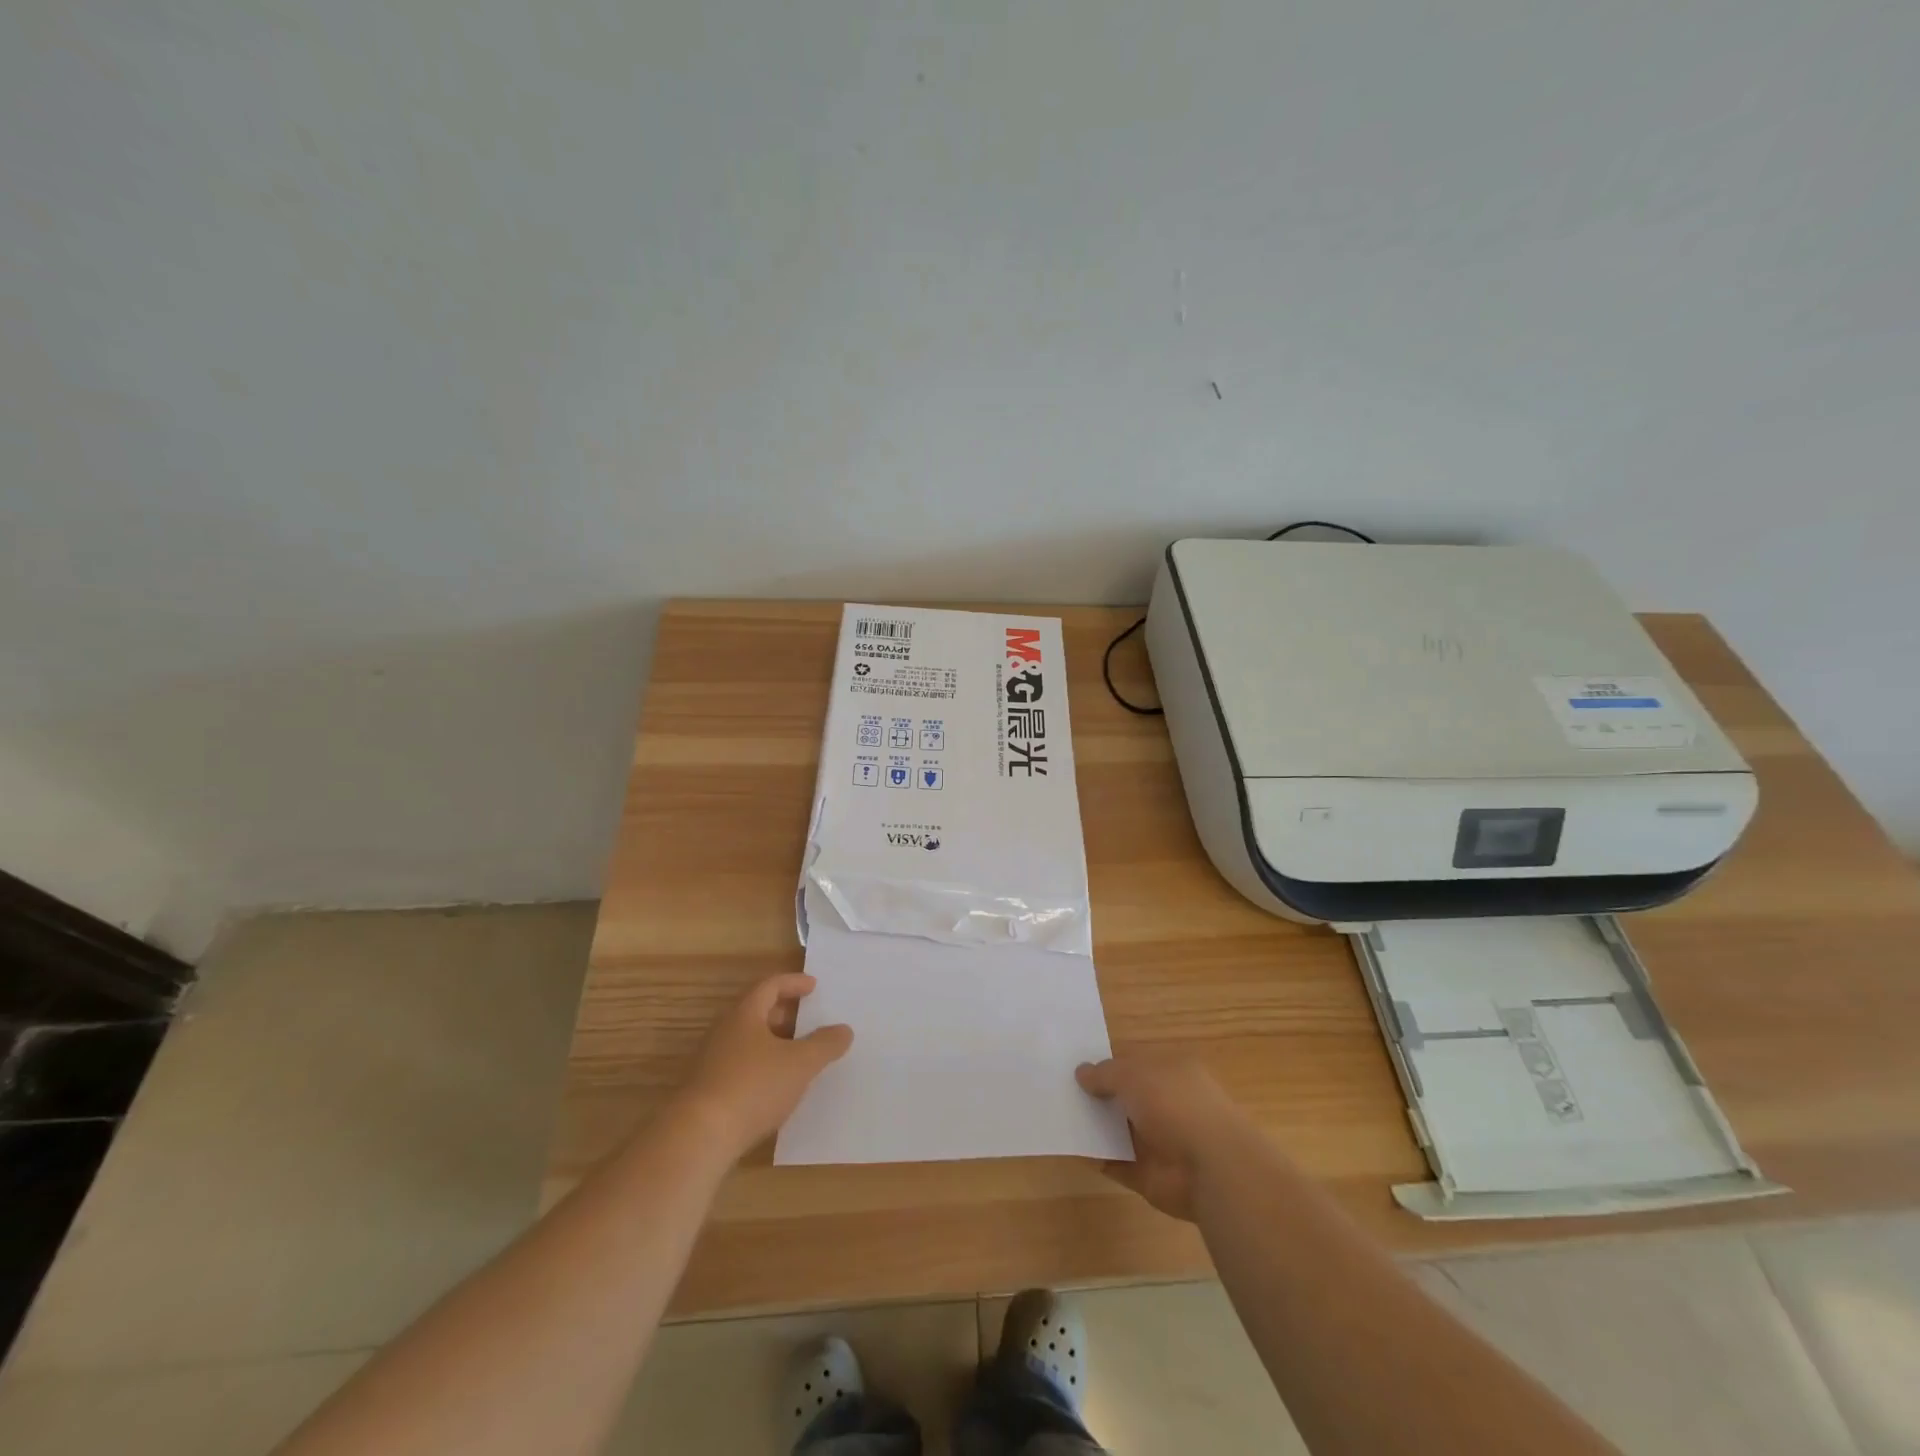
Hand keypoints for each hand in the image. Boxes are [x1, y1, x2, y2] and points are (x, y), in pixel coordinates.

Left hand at [679, 974, 852, 1157]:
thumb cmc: (753, 1087)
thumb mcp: (800, 1064)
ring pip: (747, 1041)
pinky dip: (761, 1067)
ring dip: (772, 1043)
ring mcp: (711, 1062)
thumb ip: (825, 1044)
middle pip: (756, 1012)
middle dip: (783, 1013)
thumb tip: (844, 1030)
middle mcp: (724, 1031)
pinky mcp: (706, 1091)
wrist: (698, 1137)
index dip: (793, 983)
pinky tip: (776, 1088)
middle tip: (808, 1019)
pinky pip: (739, 1067)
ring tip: (797, 1055)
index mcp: (745, 1014)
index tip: (813, 986)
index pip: (769, 986)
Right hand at [1076, 1054, 1248, 1221]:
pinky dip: (1099, 1158)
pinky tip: (1074, 1149)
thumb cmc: (1175, 1105)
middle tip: (1062, 1092)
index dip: (1108, 1065)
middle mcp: (1169, 1104)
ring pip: (1121, 1130)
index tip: (1077, 1069)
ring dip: (1097, 1127)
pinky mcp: (1151, 1175)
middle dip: (1099, 1096)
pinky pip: (1118, 1163)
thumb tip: (1081, 1073)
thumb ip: (1105, 1074)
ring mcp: (1161, 1142)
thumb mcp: (1133, 1075)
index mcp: (1172, 1071)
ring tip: (1061, 1118)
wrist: (1211, 1169)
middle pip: (1127, 1097)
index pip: (1136, 1064)